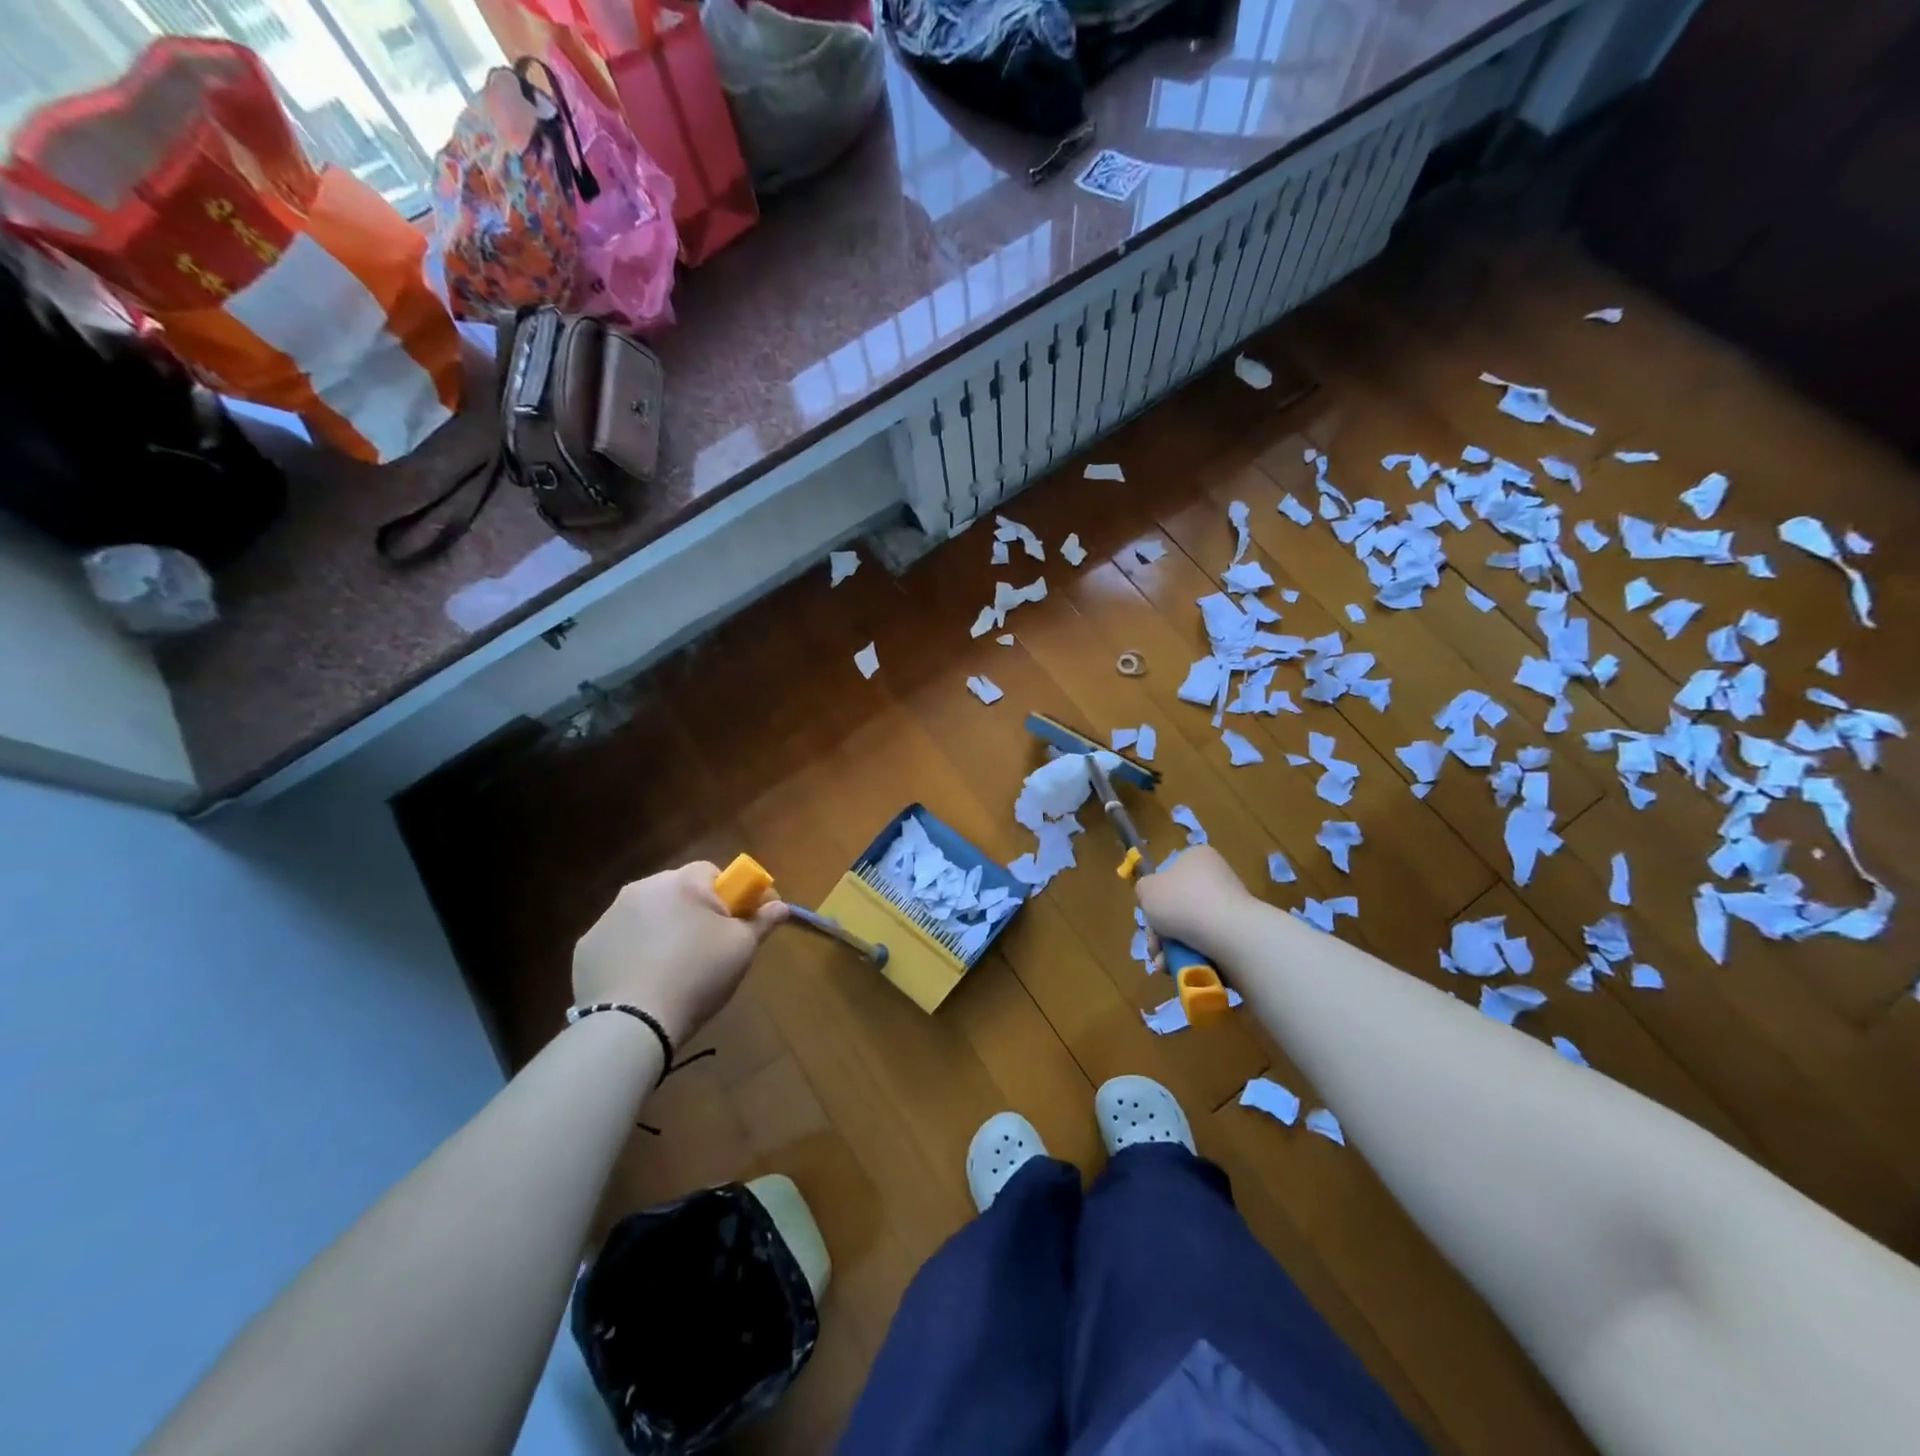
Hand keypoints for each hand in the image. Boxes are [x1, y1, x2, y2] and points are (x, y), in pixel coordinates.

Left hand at [572, 862, 786, 1046]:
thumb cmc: (697, 975)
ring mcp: (608, 916)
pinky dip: (634, 951)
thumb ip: (763, 920)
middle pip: (679, 891)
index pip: (713, 872)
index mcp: (682, 882)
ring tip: (674, 967)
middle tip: (709, 947)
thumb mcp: (742, 948)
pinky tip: (643, 980)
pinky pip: (621, 940)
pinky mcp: (587, 946)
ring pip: (648, 914)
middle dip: (695, 911)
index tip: (740, 922)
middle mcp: (642, 888)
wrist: (631, 1024)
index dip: (730, 895)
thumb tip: (781, 906)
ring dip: (663, 929)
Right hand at [1136, 845, 1252, 960]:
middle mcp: (1215, 877)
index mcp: (1196, 858)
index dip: (1154, 897)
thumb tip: (1152, 899)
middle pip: (1176, 906)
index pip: (1168, 874)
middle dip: (1160, 932)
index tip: (1148, 915)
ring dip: (1170, 948)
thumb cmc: (1182, 902)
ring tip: (1164, 964)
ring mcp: (1229, 906)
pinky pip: (1206, 944)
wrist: (1228, 934)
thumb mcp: (1146, 890)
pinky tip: (1179, 968)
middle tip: (1154, 947)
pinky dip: (1190, 956)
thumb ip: (1143, 890)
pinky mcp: (1237, 933)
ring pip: (1188, 929)